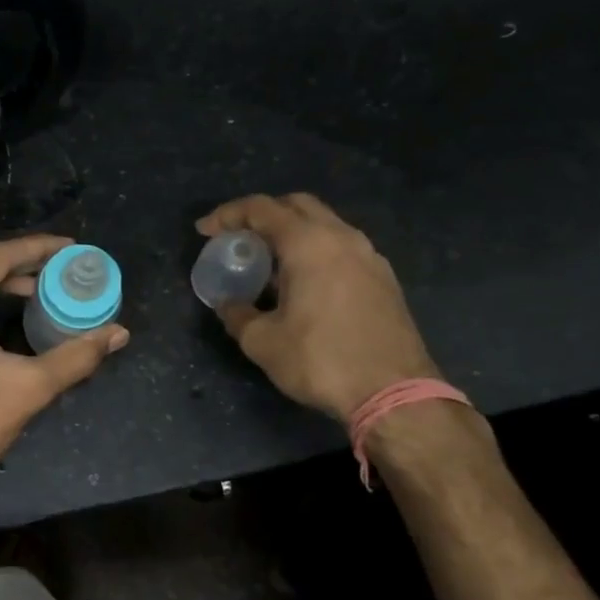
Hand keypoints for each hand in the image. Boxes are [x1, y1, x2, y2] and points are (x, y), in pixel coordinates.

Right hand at [198, 193, 438, 420]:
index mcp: (308, 244)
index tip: (204, 231)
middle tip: (239, 237)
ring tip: (269, 262)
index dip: (227, 215)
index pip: (261, 209)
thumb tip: (228, 304)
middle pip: (297, 205)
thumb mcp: (262, 342)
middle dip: (263, 214)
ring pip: (324, 225)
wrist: (394, 394)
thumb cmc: (320, 360)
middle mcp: (342, 238)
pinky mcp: (384, 279)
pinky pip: (342, 248)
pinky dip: (316, 251)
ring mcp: (369, 256)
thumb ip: (237, 314)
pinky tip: (303, 283)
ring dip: (292, 233)